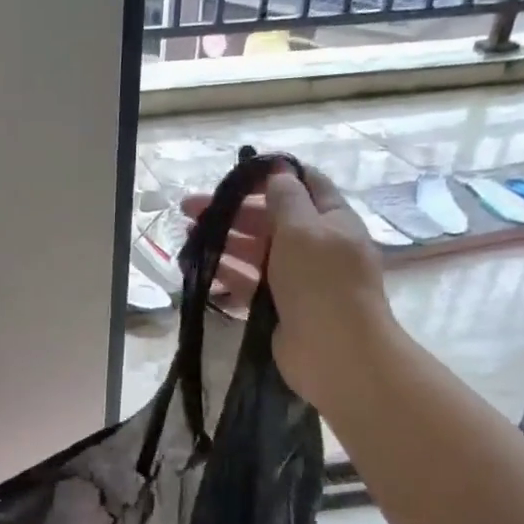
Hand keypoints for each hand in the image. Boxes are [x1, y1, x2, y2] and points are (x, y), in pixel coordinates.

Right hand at [181, 167, 394, 402]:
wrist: (334, 351)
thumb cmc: (321, 282)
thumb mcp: (304, 229)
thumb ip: (286, 198)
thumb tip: (277, 172)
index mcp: (332, 221)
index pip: (305, 185)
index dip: (272, 176)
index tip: (235, 176)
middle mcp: (315, 245)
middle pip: (271, 218)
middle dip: (233, 209)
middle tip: (190, 208)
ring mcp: (297, 278)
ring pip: (255, 250)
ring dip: (224, 239)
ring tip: (188, 236)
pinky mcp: (278, 305)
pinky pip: (248, 281)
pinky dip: (226, 271)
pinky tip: (202, 265)